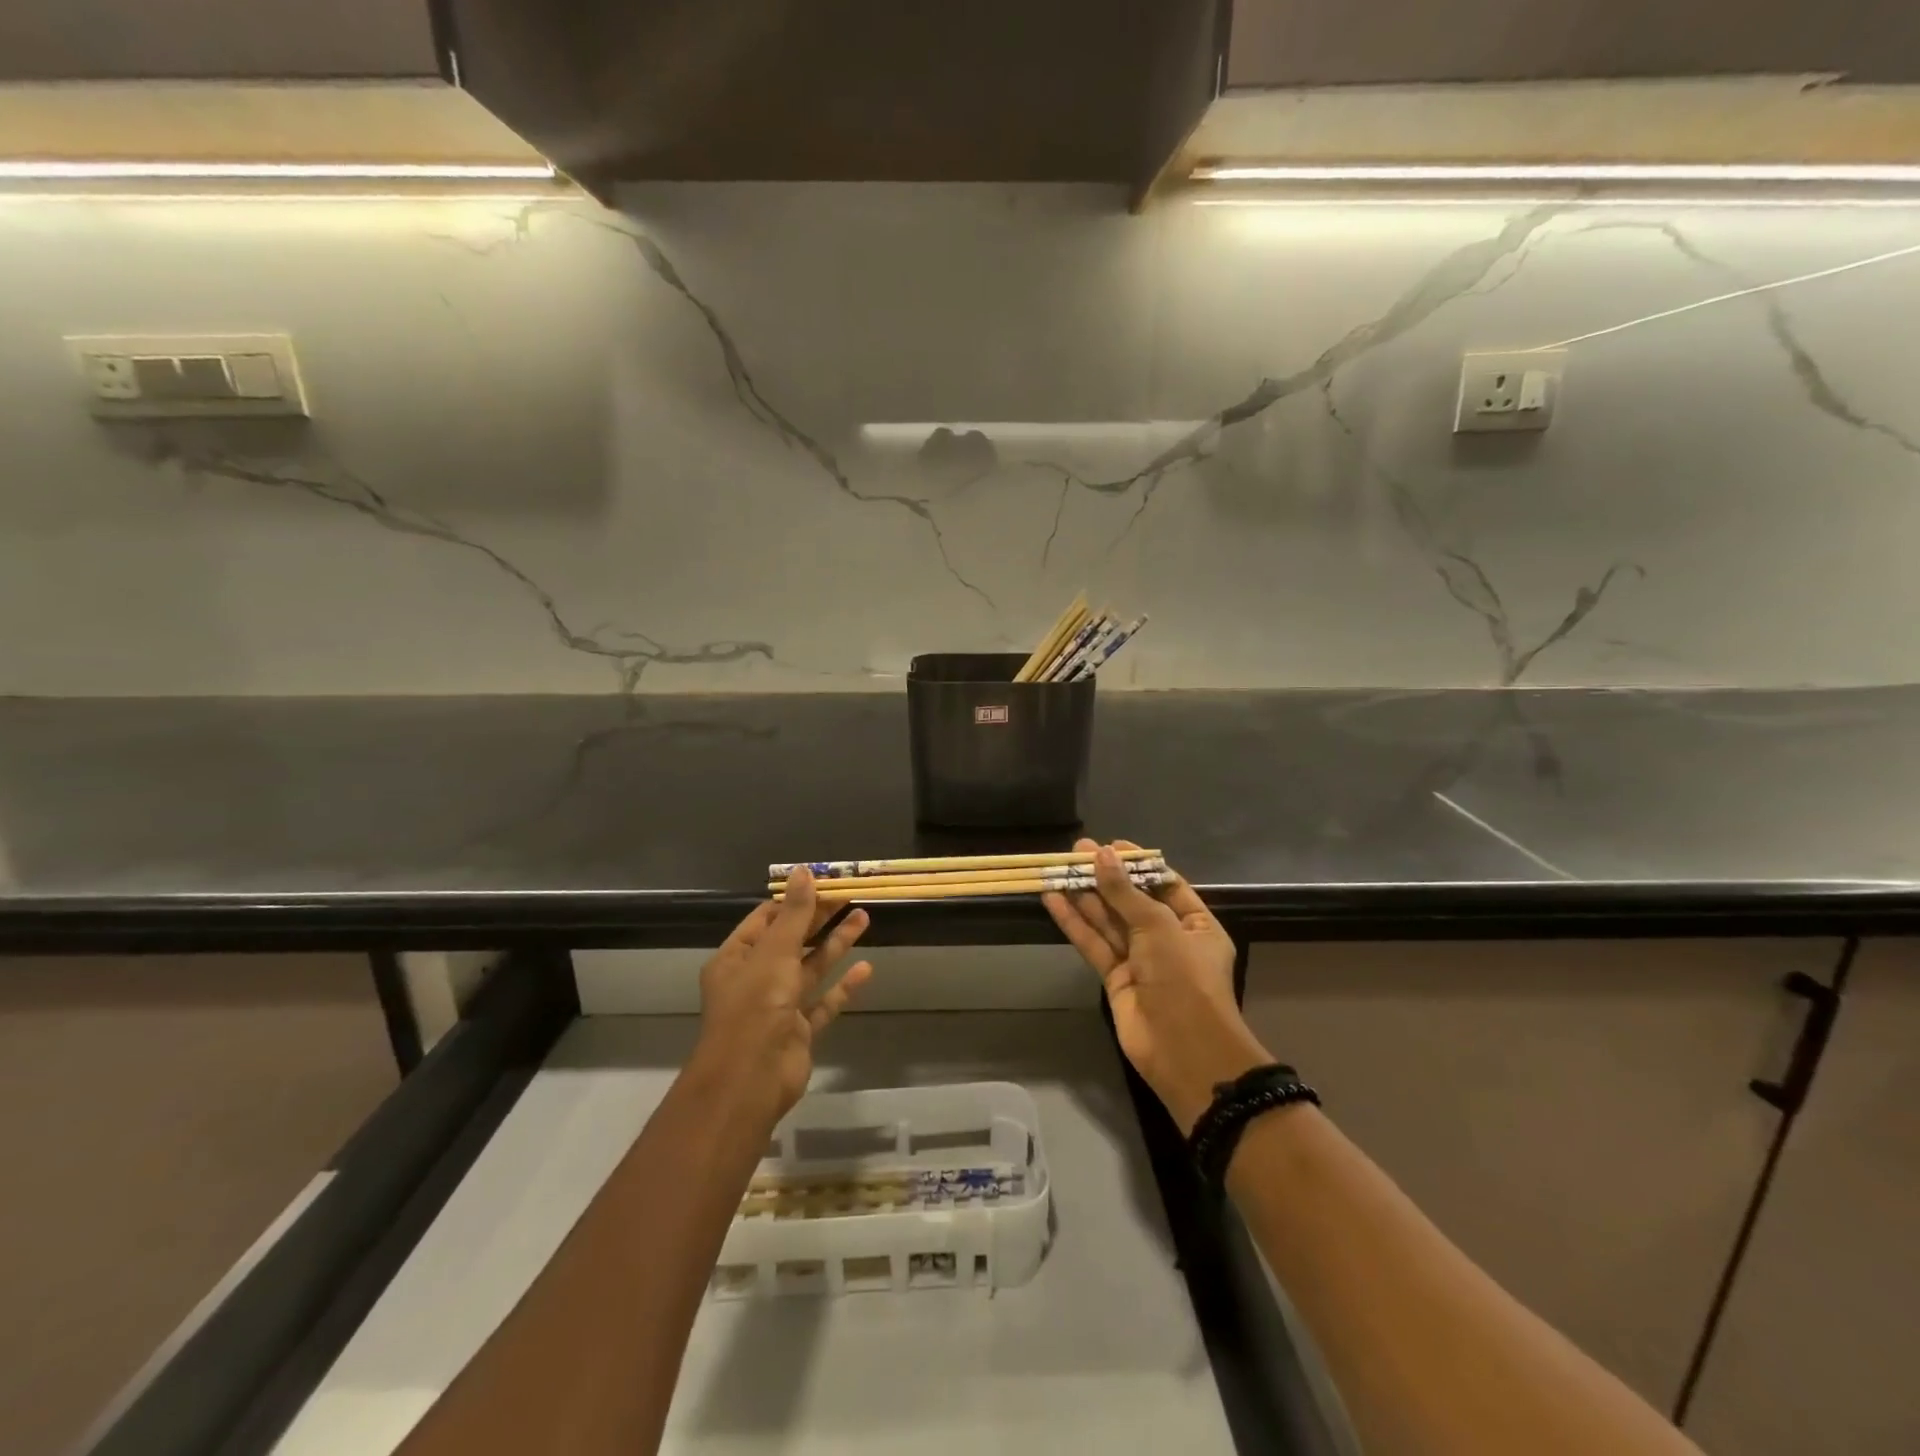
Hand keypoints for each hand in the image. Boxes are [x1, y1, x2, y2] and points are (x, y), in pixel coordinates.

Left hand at [693, 867, 873, 1121]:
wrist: (751, 1080)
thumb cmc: (755, 1006)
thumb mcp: (775, 952)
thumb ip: (794, 914)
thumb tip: (804, 871)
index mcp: (736, 958)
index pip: (766, 919)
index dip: (794, 900)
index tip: (824, 882)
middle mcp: (754, 979)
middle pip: (792, 940)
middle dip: (820, 918)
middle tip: (850, 894)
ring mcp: (777, 1006)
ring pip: (810, 968)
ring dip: (835, 944)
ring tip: (864, 917)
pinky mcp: (798, 1030)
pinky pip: (823, 1002)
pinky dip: (843, 986)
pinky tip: (866, 968)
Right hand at [1044, 839, 1270, 1134]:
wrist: (1184, 1051)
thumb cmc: (1185, 978)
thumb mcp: (1158, 926)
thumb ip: (1125, 892)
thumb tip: (1100, 855)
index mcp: (1196, 925)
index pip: (1164, 885)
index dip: (1137, 864)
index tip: (1109, 846)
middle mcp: (1169, 940)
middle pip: (1132, 901)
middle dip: (1105, 877)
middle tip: (1075, 852)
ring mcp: (1141, 961)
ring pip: (1108, 921)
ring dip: (1085, 896)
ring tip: (1057, 869)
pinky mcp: (1115, 979)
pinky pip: (1093, 944)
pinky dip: (1074, 923)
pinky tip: (1053, 900)